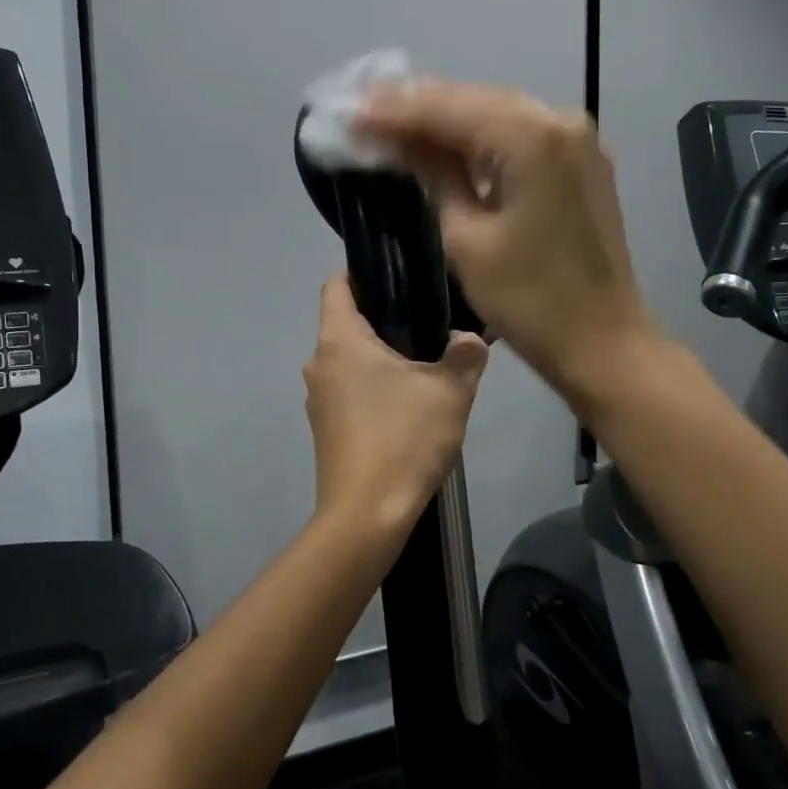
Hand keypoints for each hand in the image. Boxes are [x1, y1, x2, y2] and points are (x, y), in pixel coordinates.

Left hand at [305, 274, 488, 533]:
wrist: (367, 515)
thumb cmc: (403, 439)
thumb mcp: (450, 391)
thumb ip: (465, 355)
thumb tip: (468, 340)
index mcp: (338, 341)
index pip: (336, 284)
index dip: (364, 273)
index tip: (402, 278)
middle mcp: (318, 364)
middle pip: (347, 324)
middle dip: (386, 320)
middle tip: (432, 326)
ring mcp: (319, 401)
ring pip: (351, 362)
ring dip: (383, 360)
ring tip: (428, 368)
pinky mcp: (327, 430)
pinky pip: (352, 393)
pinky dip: (376, 390)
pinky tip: (410, 408)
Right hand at [357, 80, 658, 405]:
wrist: (601, 341)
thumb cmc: (528, 300)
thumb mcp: (466, 238)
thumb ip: (434, 176)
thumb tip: (399, 141)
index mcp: (530, 137)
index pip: (447, 107)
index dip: (393, 109)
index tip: (347, 112)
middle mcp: (559, 120)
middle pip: (473, 101)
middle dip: (416, 107)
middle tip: (362, 113)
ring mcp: (576, 139)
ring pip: (495, 114)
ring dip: (445, 120)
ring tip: (390, 123)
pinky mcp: (580, 162)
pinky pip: (518, 136)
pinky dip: (478, 139)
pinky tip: (442, 143)